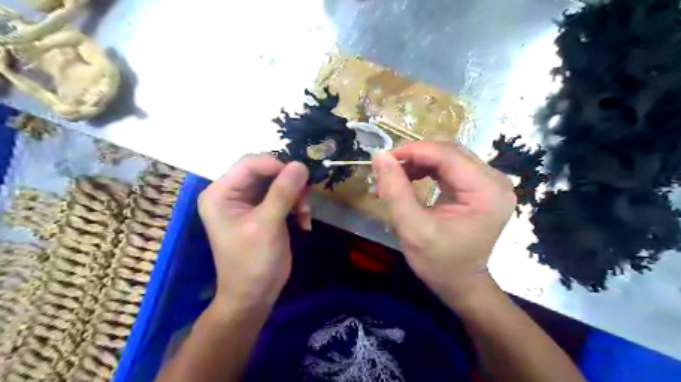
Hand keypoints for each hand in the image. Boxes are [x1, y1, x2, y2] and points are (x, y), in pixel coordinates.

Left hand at [200, 155, 309, 306]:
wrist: (255, 295)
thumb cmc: (253, 262)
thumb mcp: (267, 225)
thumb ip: (283, 193)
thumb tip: (300, 164)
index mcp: (221, 193)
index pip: (250, 164)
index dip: (277, 165)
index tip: (301, 177)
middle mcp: (232, 193)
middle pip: (266, 171)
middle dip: (289, 183)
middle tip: (306, 197)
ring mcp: (249, 202)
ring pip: (278, 182)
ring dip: (296, 195)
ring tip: (305, 213)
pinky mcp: (264, 211)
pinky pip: (284, 196)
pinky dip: (297, 205)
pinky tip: (304, 222)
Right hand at [371, 142, 515, 302]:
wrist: (461, 284)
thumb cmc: (439, 263)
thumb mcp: (413, 228)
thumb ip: (395, 190)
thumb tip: (379, 156)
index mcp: (486, 192)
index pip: (448, 156)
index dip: (413, 151)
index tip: (384, 158)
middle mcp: (494, 181)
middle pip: (448, 152)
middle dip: (413, 157)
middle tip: (385, 170)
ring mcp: (488, 183)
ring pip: (446, 157)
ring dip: (417, 163)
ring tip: (392, 178)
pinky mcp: (479, 187)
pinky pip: (448, 167)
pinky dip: (425, 170)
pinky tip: (408, 180)